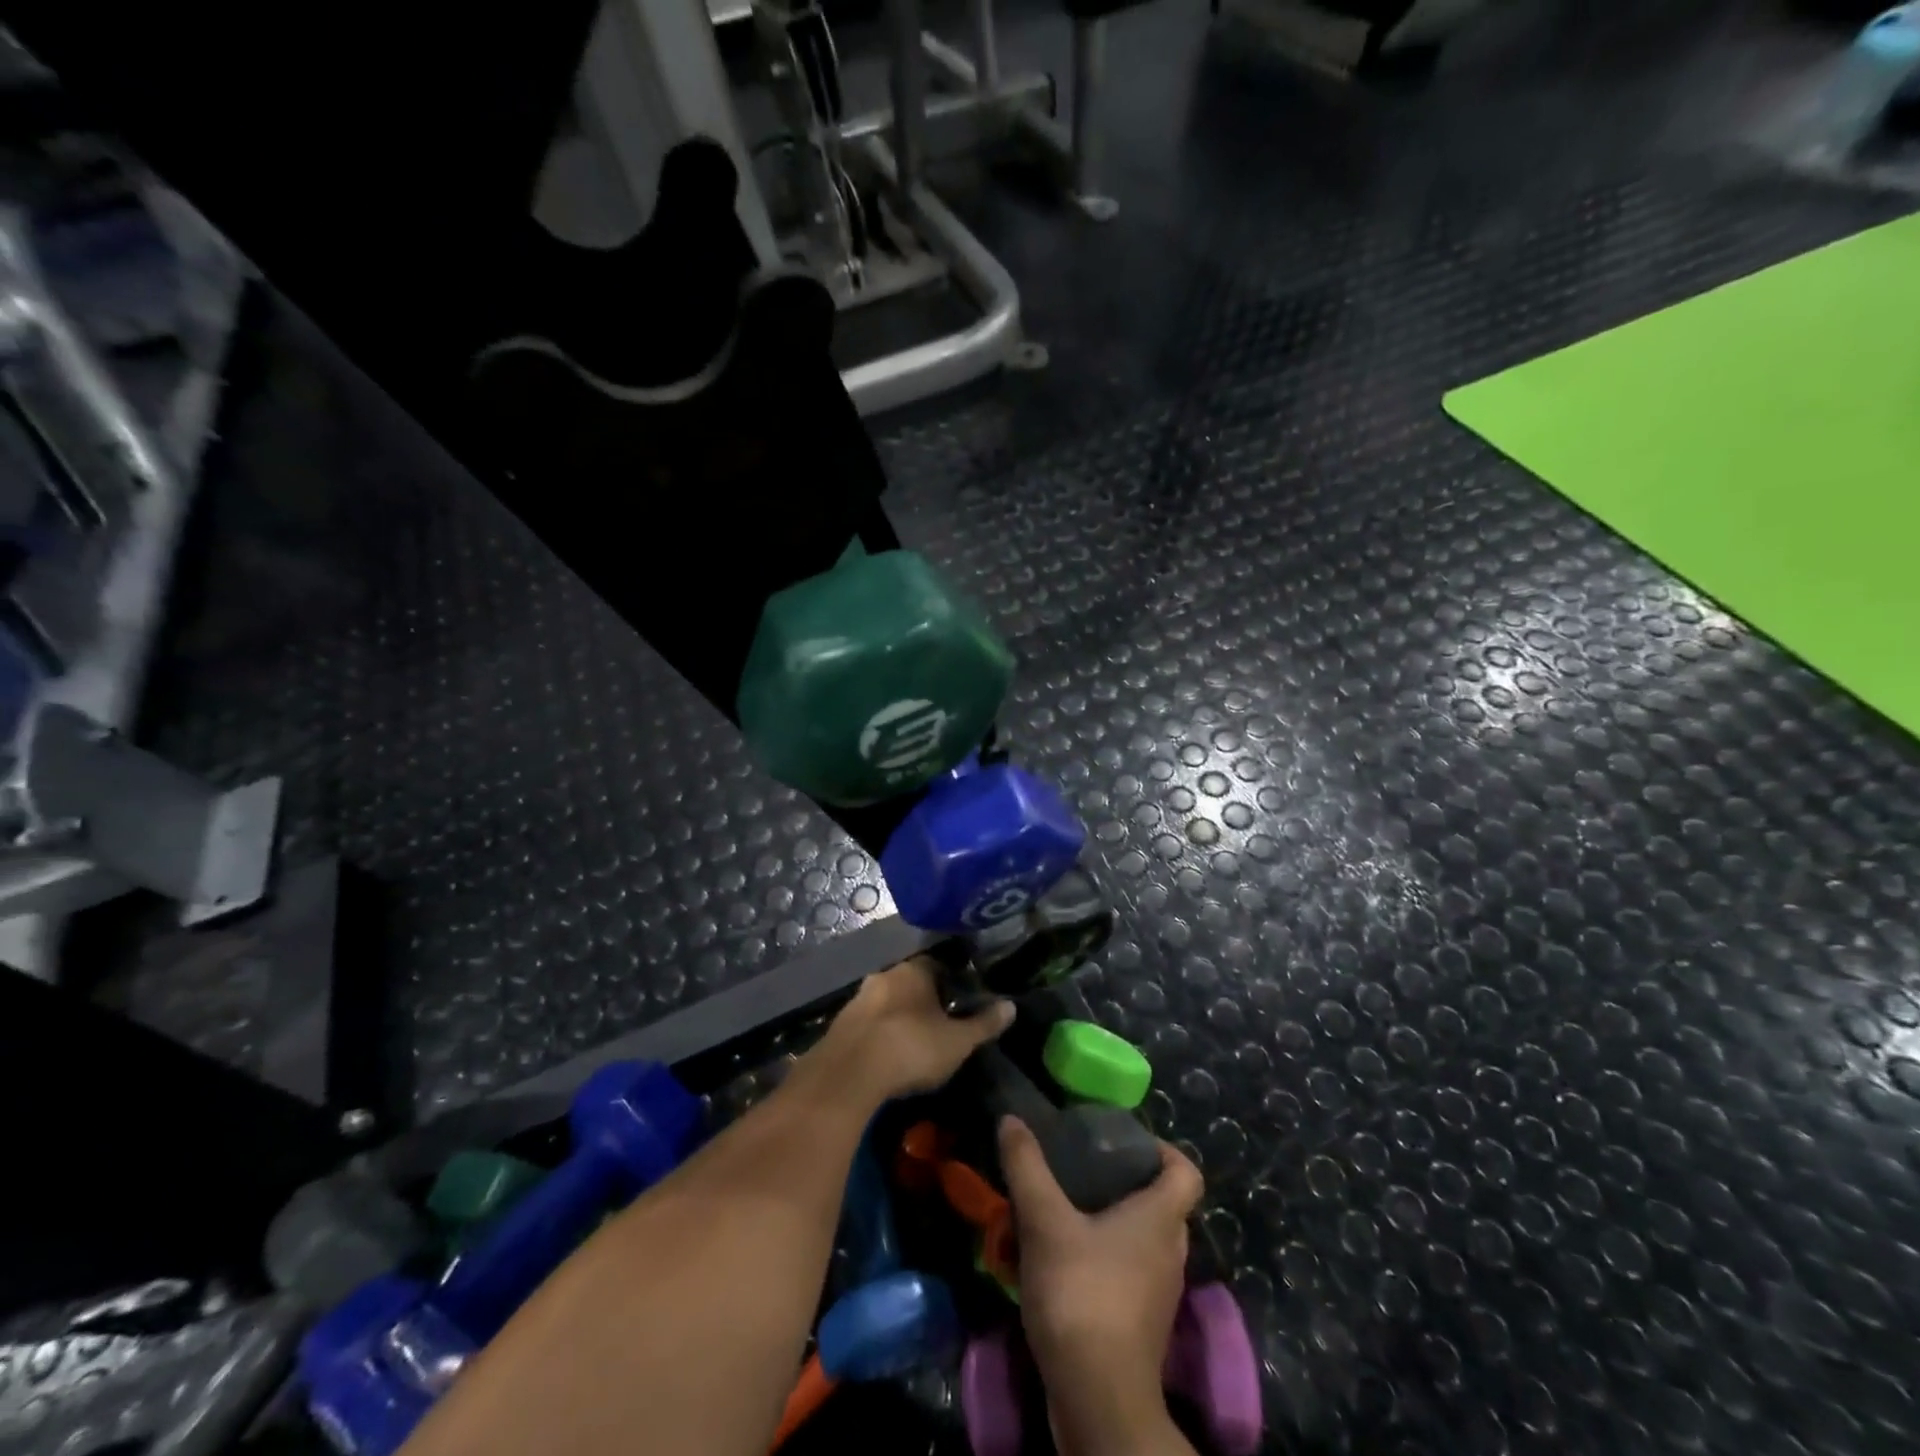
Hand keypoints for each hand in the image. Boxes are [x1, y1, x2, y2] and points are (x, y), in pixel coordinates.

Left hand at [809, 955, 1012, 1105]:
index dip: (951, 982)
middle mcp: (884, 975)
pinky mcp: (838, 1025)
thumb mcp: (958, 1042)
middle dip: (922, 1001)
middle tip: (938, 1025)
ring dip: (897, 1018)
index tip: (960, 1002)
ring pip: (885, 1003)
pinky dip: (878, 1035)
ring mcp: (857, 999)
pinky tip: (886, 1057)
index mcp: (914, 971)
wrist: (849, 1074)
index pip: (937, 965)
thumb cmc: (912, 1048)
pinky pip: (867, 1024)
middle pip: (909, 983)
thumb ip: (984, 1024)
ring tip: (912, 1044)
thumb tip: (1011, 1007)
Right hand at [1000, 1115, 1203, 1453]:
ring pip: (1143, 1240)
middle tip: (1085, 1169)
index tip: (1125, 1141)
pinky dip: (1104, 1259)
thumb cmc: (1082, 1295)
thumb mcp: (1044, 1221)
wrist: (1098, 1400)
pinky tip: (1064, 1260)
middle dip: (1126, 1182)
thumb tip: (1012, 1119)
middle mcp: (1170, 1252)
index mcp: (1160, 1218)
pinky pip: (1129, 1274)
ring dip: (1111, 1222)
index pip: (1186, 1171)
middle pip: (1162, 1203)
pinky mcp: (1141, 1325)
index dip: (1163, 1150)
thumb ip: (1027, 1167)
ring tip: (1067, 1210)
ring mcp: (1159, 1293)